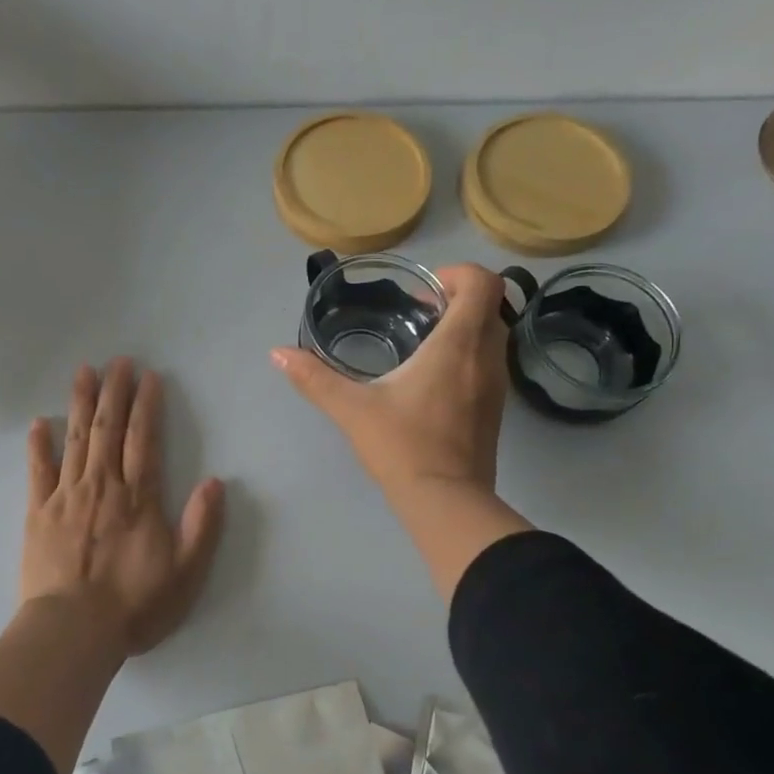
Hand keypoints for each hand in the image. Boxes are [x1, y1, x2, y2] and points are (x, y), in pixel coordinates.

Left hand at [22, 359, 226, 656]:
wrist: (73, 631)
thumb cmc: (134, 604)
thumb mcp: (185, 572)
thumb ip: (201, 525)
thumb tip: (215, 481)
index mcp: (138, 497)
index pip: (145, 439)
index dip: (147, 406)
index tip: (149, 377)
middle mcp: (102, 486)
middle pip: (109, 429)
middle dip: (115, 392)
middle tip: (118, 361)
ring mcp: (66, 497)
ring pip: (76, 439)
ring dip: (81, 403)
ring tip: (84, 372)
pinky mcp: (38, 514)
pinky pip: (38, 471)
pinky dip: (39, 445)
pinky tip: (40, 422)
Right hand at [271, 264, 511, 496]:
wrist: (445, 500)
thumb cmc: (402, 446)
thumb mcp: (352, 409)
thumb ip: (314, 378)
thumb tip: (277, 354)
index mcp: (458, 345)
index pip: (483, 283)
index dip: (457, 273)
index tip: (423, 290)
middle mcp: (486, 357)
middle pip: (491, 304)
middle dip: (458, 297)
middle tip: (419, 311)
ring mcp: (496, 384)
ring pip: (493, 334)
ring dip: (465, 326)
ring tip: (423, 342)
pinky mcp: (495, 408)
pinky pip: (489, 361)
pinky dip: (469, 353)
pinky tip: (433, 378)